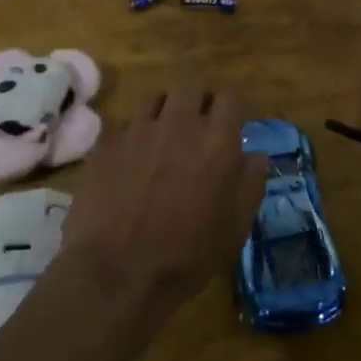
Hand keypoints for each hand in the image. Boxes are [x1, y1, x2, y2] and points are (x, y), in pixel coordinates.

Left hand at [60, 80, 265, 318]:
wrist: (117, 273)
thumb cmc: (187, 256)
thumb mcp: (235, 228)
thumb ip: (250, 184)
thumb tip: (255, 155)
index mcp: (217, 142)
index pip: (230, 98)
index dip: (230, 107)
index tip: (229, 123)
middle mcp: (178, 125)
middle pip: (190, 87)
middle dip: (197, 100)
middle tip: (196, 125)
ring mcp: (138, 131)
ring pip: (154, 99)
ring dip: (164, 112)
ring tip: (162, 136)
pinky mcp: (106, 144)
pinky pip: (124, 126)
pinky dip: (133, 136)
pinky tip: (131, 160)